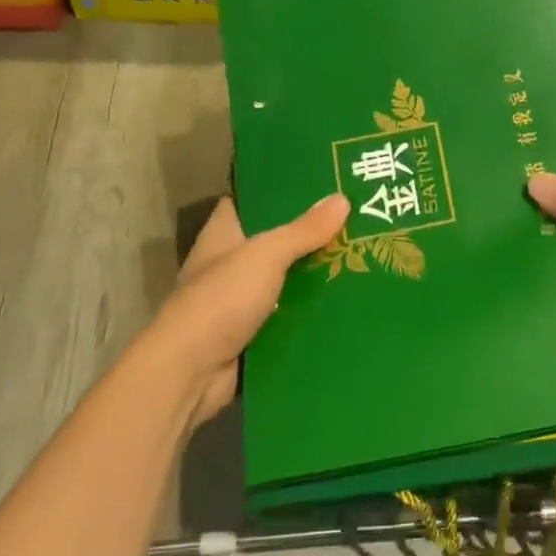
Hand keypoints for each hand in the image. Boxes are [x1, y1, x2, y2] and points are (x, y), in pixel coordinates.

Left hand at [143, 193, 350, 427]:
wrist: (191, 373)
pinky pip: (292, 314)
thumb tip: (342, 199)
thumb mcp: (265, 255)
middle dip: (313, 234)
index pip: (252, 201)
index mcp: (224, 235)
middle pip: (278, 241)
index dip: (281, 191)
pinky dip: (315, 310)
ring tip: (365, 255)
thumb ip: (303, 230)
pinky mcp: (257, 333)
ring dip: (319, 274)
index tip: (321, 182)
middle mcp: (232, 263)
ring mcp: (243, 301)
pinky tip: (351, 300)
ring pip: (289, 279)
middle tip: (358, 218)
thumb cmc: (221, 300)